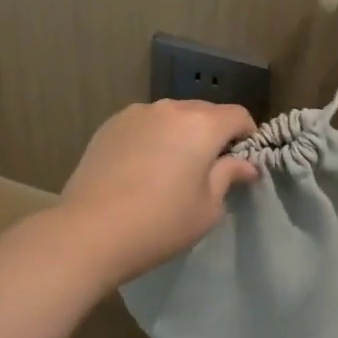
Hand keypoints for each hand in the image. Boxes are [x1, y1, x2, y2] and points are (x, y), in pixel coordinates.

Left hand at [54, 100, 259, 287]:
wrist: (91, 229)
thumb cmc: (160, 223)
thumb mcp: (206, 208)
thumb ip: (228, 177)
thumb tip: (245, 164)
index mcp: (201, 125)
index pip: (237, 115)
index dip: (247, 134)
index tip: (243, 159)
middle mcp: (170, 108)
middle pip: (204, 111)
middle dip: (213, 133)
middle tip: (210, 167)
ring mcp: (136, 113)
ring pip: (171, 115)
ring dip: (180, 133)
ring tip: (172, 167)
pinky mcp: (110, 124)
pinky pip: (144, 123)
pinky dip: (152, 137)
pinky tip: (142, 166)